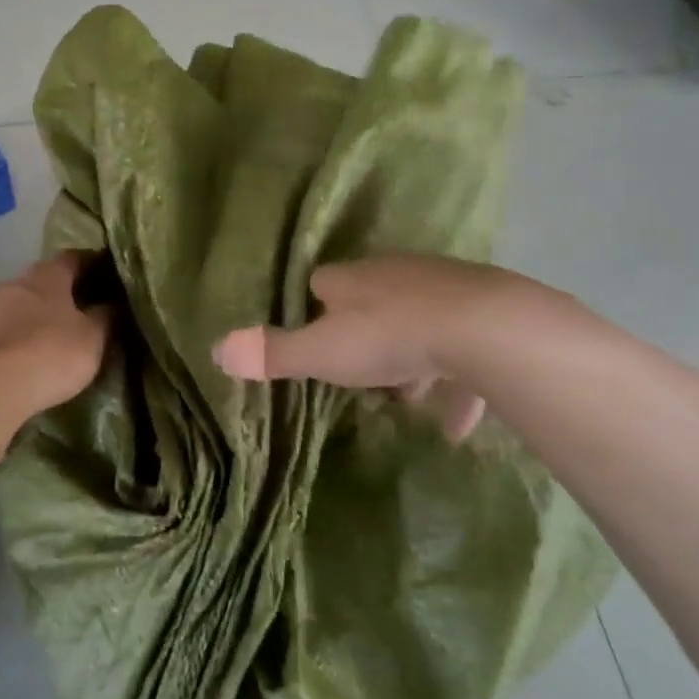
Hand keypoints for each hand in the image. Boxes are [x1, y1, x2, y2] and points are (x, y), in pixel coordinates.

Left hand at [0, 252, 113, 413]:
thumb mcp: (92, 338)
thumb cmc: (50, 352)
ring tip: (58, 338)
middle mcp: (16, 282)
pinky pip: (5, 332)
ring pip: (22, 306)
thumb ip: (104, 318)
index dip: (92, 264)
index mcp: (47, 275)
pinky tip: (32, 358)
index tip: (108, 276)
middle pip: (44, 281)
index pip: (73, 257)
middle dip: (63, 293)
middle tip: (84, 311)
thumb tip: (110, 305)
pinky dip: (20, 340)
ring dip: (38, 318)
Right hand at [213, 256, 536, 442]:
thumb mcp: (322, 352)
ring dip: (410, 362)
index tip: (313, 340)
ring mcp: (441, 288)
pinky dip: (456, 385)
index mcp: (351, 280)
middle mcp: (394, 274)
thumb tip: (216, 348)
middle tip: (360, 379)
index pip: (322, 284)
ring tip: (408, 400)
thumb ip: (273, 353)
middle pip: (371, 304)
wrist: (482, 328)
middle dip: (364, 338)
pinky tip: (457, 423)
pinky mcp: (480, 310)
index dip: (313, 310)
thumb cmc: (389, 338)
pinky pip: (462, 350)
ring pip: (417, 325)